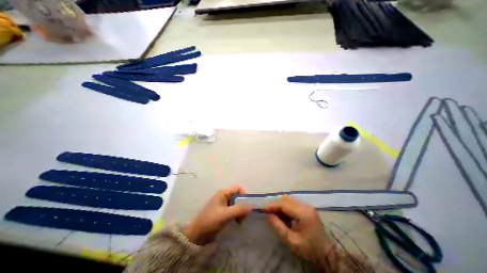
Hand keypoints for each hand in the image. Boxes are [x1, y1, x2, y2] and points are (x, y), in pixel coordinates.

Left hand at [185, 186, 253, 244]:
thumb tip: (252, 206)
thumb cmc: (210, 221)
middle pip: (238, 196)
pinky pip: (233, 209)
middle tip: (244, 216)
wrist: (197, 235)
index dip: (244, 195)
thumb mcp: (226, 214)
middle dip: (242, 205)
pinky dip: (237, 214)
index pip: (237, 188)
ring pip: (236, 203)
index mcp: (223, 193)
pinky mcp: (222, 211)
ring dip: (240, 211)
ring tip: (240, 220)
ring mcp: (223, 204)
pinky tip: (237, 222)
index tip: (247, 205)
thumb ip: (239, 209)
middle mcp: (223, 196)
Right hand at [261, 195, 332, 265]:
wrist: (328, 255)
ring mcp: (308, 206)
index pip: (284, 204)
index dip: (272, 206)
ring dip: (281, 206)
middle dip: (276, 205)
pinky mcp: (308, 208)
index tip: (263, 209)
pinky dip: (286, 208)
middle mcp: (306, 206)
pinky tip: (286, 217)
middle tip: (269, 213)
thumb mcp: (292, 241)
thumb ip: (278, 226)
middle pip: (286, 199)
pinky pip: (293, 203)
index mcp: (303, 213)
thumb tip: (268, 215)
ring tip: (278, 217)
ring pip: (289, 200)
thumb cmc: (310, 250)